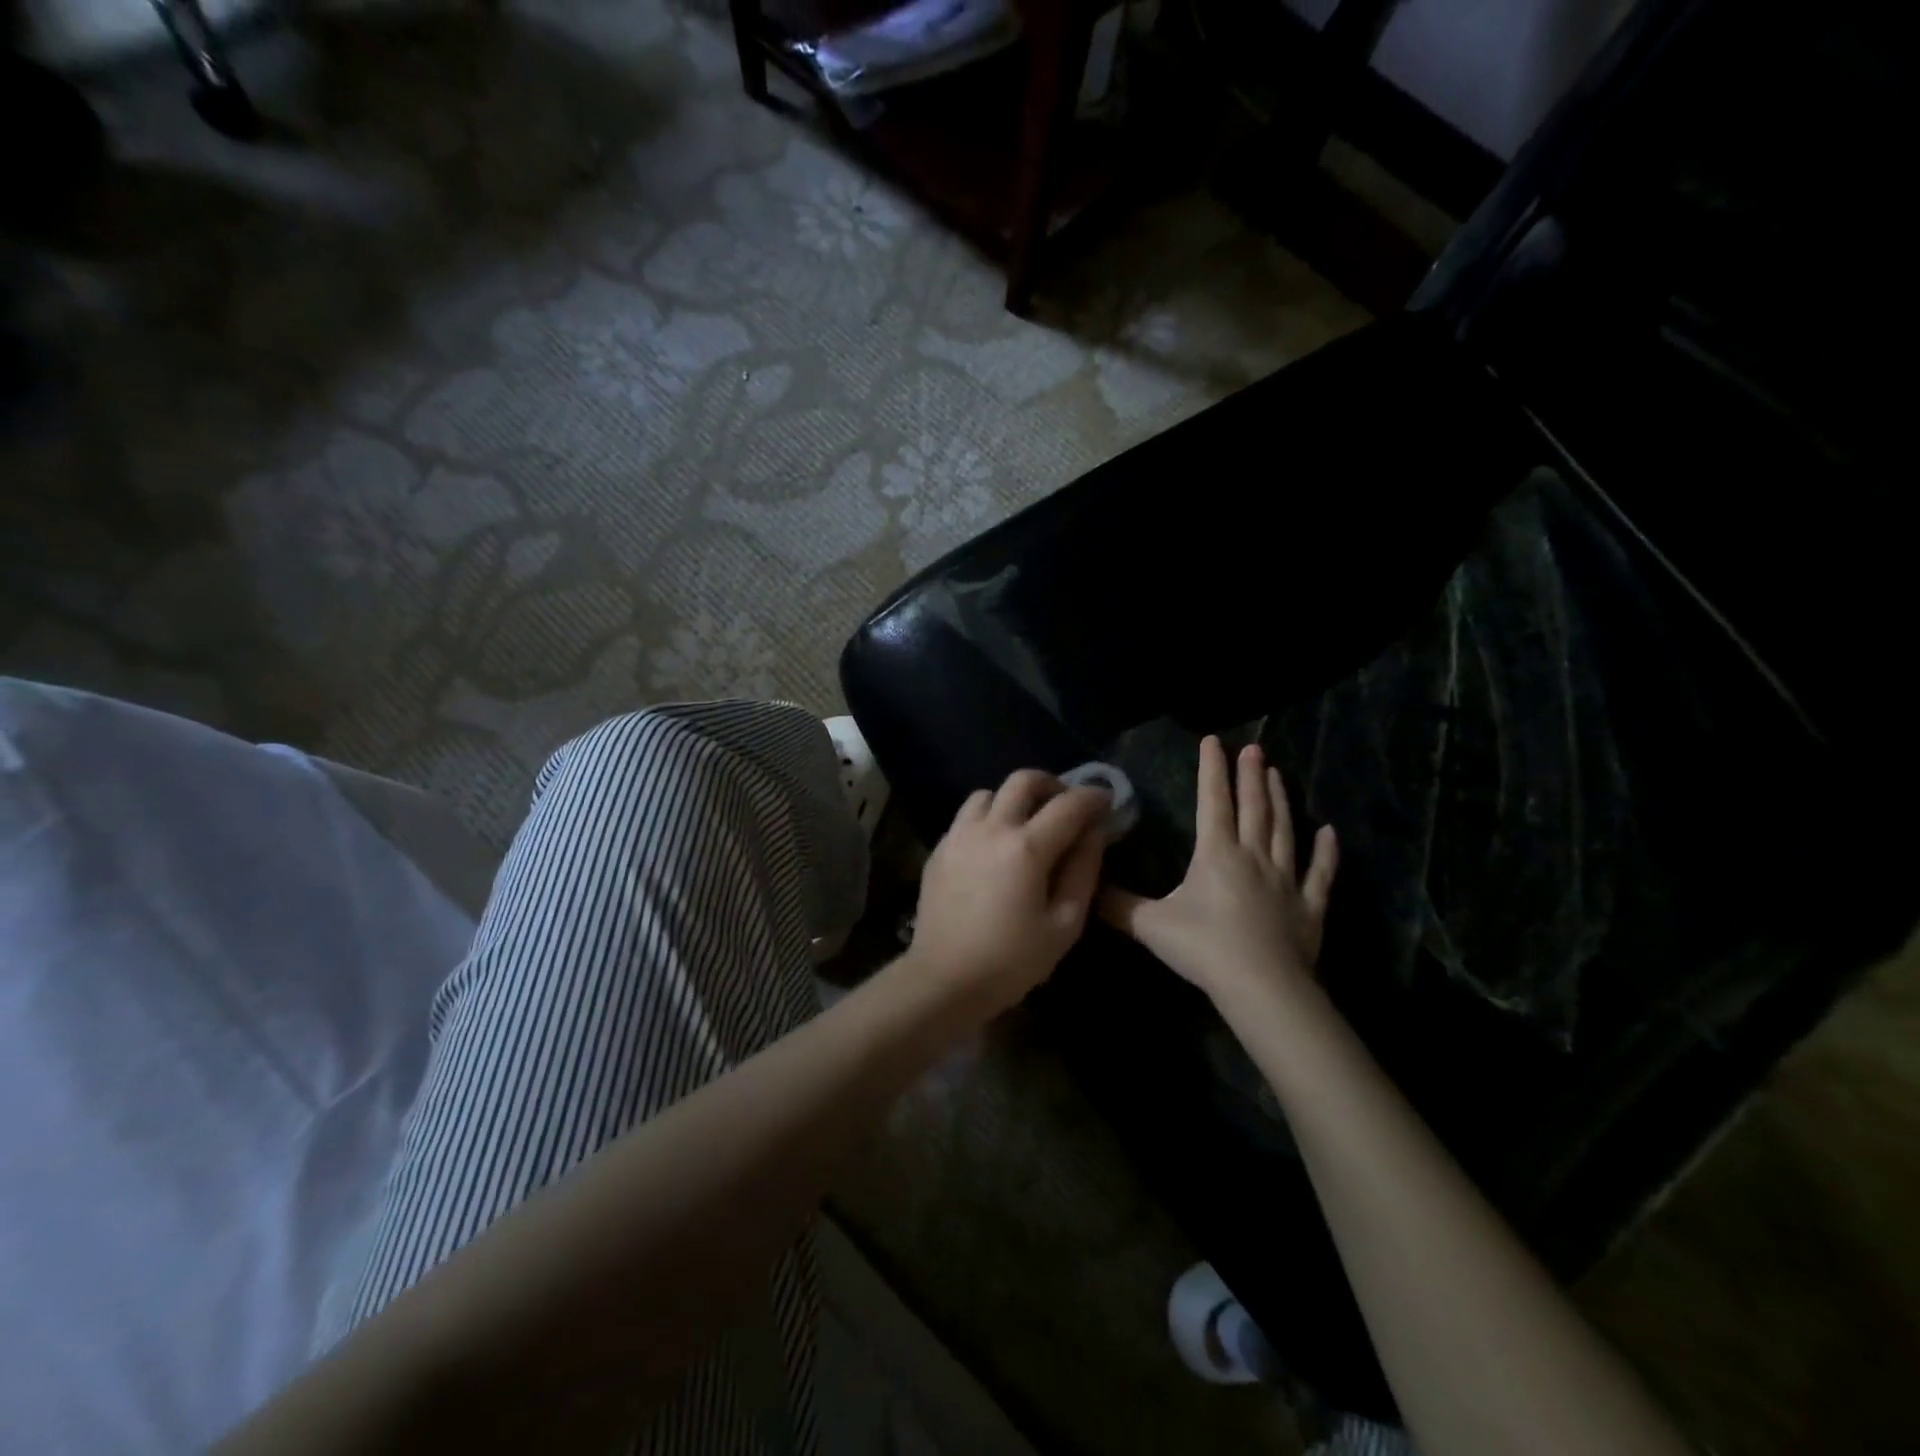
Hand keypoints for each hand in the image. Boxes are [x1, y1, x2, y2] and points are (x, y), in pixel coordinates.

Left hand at [909, 769, 1112, 1014]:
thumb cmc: (1012, 960)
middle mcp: (991, 829)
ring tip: (1025, 824)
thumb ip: (1083, 872)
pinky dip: (987, 819)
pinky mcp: (939, 849)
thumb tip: (1094, 834)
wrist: (944, 979)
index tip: (1105, 801)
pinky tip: (993, 847)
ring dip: (1013, 799)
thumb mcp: (1064, 925)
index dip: (1092, 797)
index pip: (1068, 805)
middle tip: (1065, 804)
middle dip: (1051, 784)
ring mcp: (959, 836)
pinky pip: (966, 817)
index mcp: (1026, 848)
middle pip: (1022, 780)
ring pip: (988, 793)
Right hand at [1102, 736, 1336, 1005]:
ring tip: (1278, 774)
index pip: (1213, 801)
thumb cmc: (1204, 948)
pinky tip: (1329, 832)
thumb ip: (1117, 904)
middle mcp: (1253, 856)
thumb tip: (1086, 886)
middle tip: (1254, 748)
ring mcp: (1286, 880)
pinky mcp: (1309, 907)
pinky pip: (1320, 873)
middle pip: (1253, 807)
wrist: (1261, 987)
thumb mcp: (1150, 925)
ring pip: (1284, 830)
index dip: (1212, 770)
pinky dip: (1326, 852)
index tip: (1214, 741)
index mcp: (1216, 854)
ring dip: (1281, 800)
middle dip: (1251, 776)